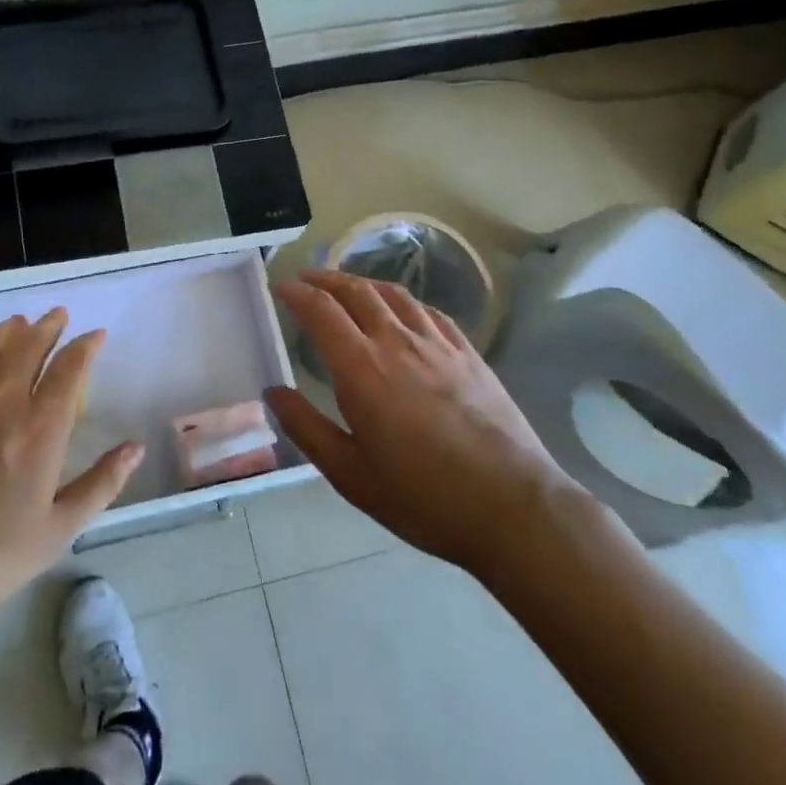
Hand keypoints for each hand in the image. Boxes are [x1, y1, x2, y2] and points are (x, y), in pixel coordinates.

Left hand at [0, 310, 141, 631]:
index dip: (85, 346)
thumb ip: (101, 484)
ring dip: (7, 330)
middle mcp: (0, 403)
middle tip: (58, 314)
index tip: (95, 334)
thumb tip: (136, 448)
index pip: (69, 370)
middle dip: (47, 326)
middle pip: (27, 347)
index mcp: (40, 430)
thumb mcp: (57, 531)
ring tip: (18, 322)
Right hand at [267, 269, 584, 575]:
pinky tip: (403, 310)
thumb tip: (273, 392)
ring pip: (394, 294)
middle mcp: (397, 342)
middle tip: (306, 279)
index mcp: (361, 369)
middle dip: (326, 279)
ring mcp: (438, 344)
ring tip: (348, 286)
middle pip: (357, 291)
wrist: (512, 505)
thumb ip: (306, 428)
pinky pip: (429, 312)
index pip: (322, 312)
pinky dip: (404, 301)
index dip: (297, 294)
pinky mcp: (469, 354)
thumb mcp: (349, 474)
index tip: (281, 287)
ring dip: (363, 282)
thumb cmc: (422, 496)